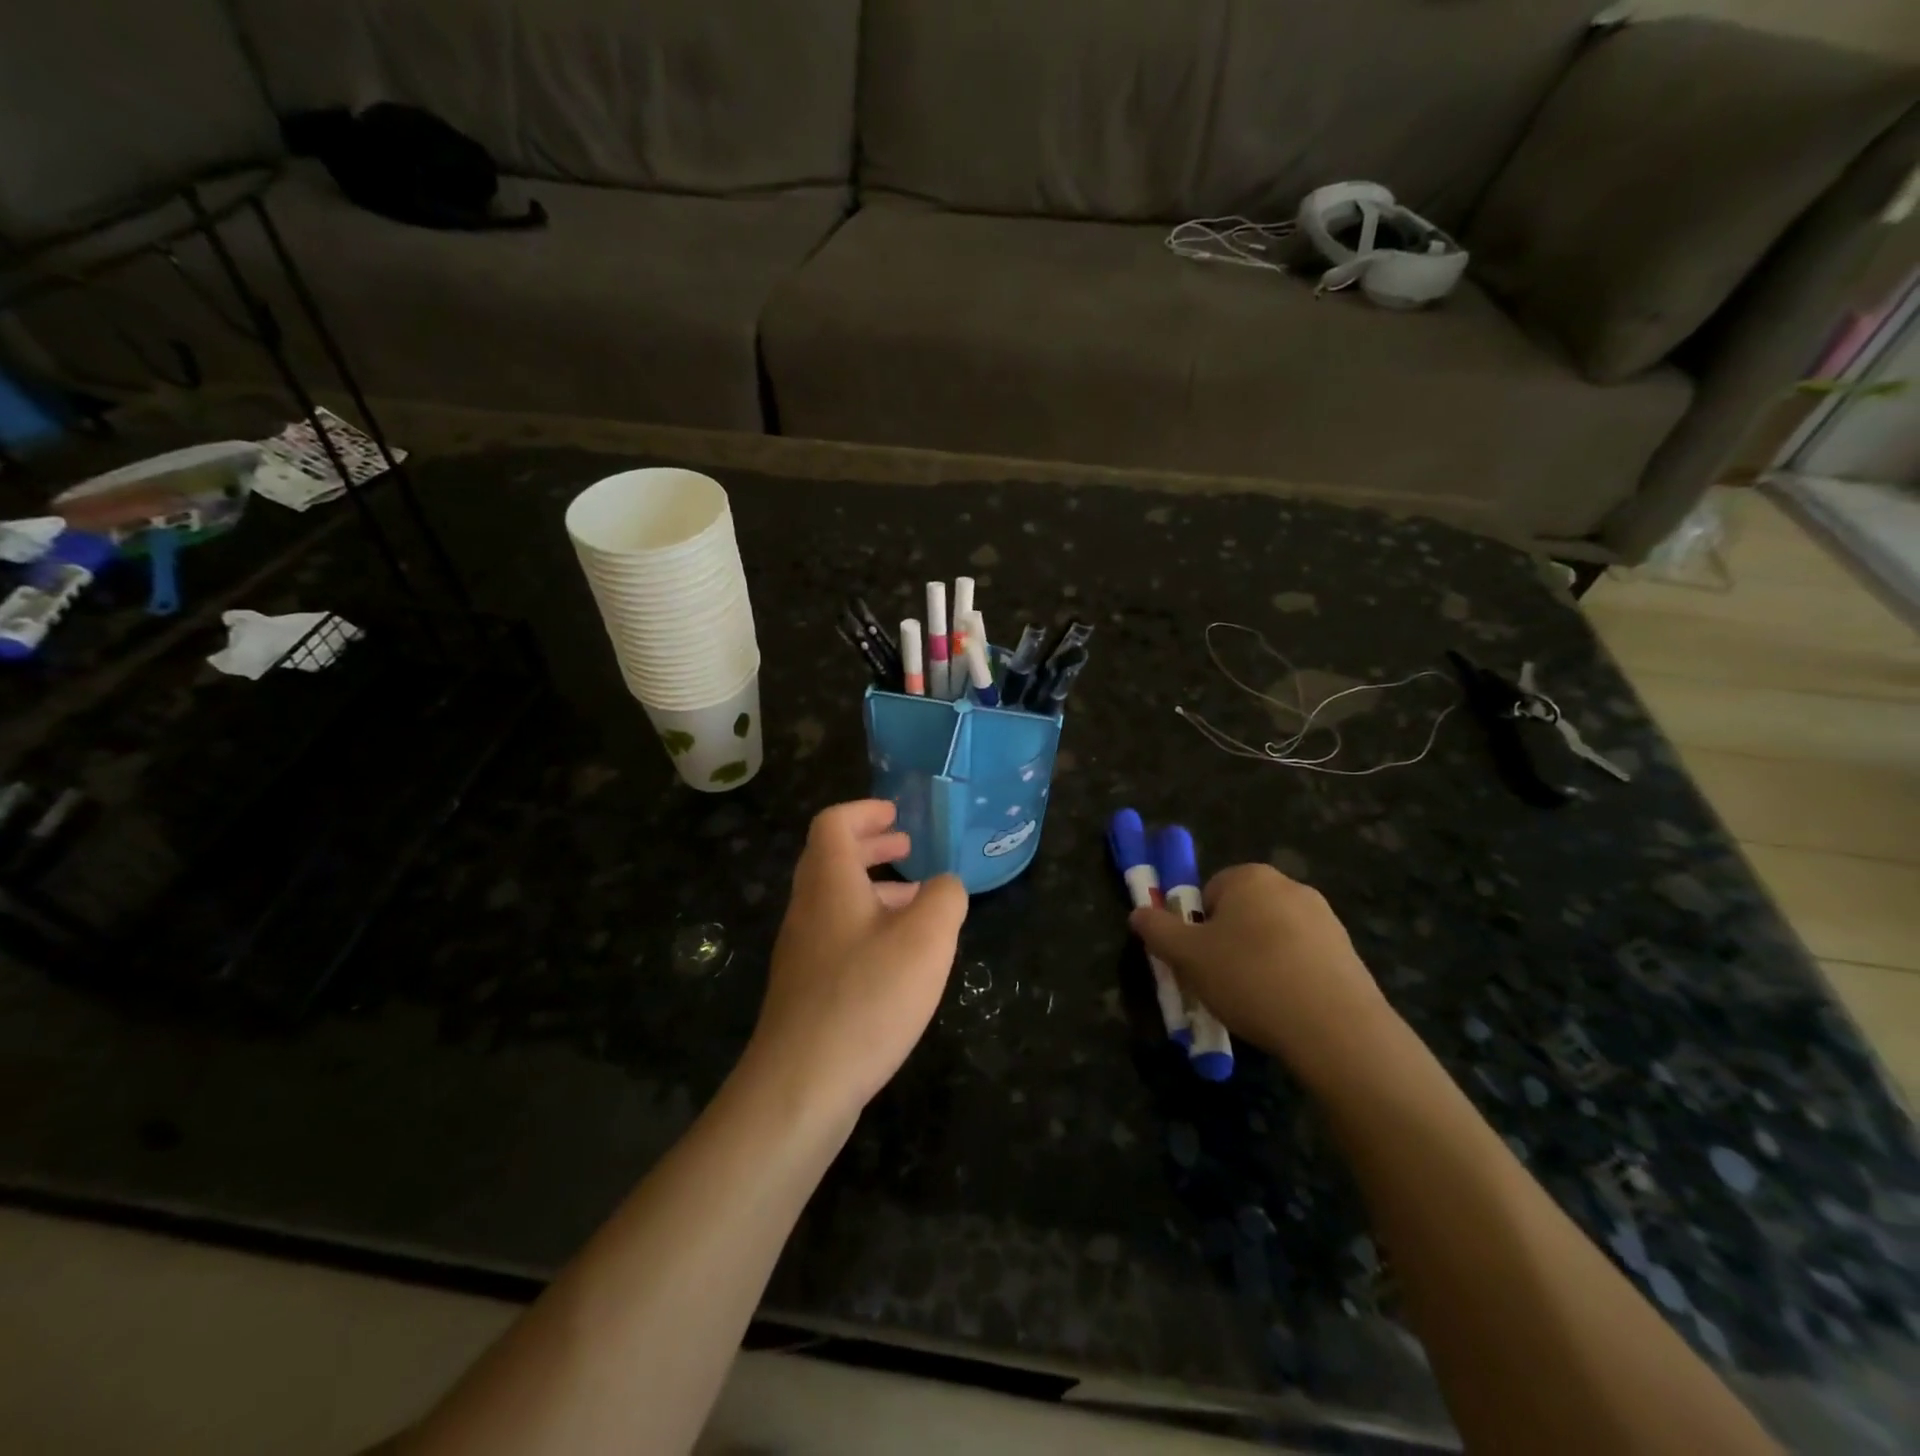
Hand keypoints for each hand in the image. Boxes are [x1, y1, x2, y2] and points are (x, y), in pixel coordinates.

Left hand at [748, 800, 967, 1119]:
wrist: (801, 1085)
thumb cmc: (867, 998)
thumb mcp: (927, 940)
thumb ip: (945, 899)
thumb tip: (945, 886)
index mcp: (829, 883)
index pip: (833, 823)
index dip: (865, 811)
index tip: (897, 814)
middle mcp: (808, 909)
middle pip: (831, 858)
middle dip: (871, 846)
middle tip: (908, 847)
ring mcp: (801, 950)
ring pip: (836, 900)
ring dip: (873, 889)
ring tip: (917, 903)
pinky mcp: (805, 987)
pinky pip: (837, 935)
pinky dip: (868, 926)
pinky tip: (898, 958)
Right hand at [1131, 864, 1398, 1088]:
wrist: (1336, 1029)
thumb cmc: (1250, 978)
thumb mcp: (1187, 956)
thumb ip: (1157, 929)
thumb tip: (1138, 913)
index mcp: (1250, 877)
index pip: (1208, 892)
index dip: (1196, 927)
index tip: (1197, 960)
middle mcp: (1290, 887)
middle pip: (1241, 913)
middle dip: (1227, 944)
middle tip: (1219, 982)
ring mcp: (1325, 919)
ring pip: (1272, 937)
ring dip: (1258, 962)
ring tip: (1254, 1003)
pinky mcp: (1348, 953)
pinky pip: (1302, 959)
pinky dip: (1289, 978)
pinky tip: (1286, 1009)